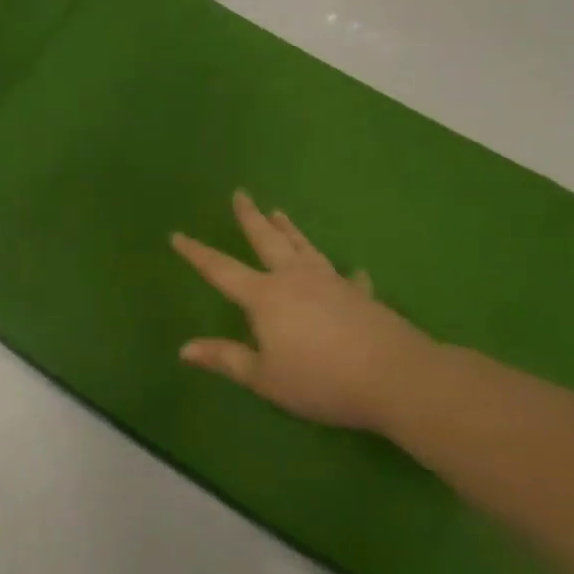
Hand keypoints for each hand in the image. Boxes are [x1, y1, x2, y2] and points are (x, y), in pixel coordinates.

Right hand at [172, 191, 435, 432]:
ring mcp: (331, 283)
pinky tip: (352, 270)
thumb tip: (184, 348)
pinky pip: (348, 278)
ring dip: (289, 229)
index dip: (196, 253)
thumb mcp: (265, 378)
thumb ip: (225, 359)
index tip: (177, 235)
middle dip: (250, 217)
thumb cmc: (321, 379)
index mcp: (265, 296)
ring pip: (304, 248)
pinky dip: (346, 273)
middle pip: (267, 241)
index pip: (221, 270)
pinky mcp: (360, 295)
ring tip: (279, 211)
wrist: (396, 378)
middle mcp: (295, 279)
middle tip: (240, 194)